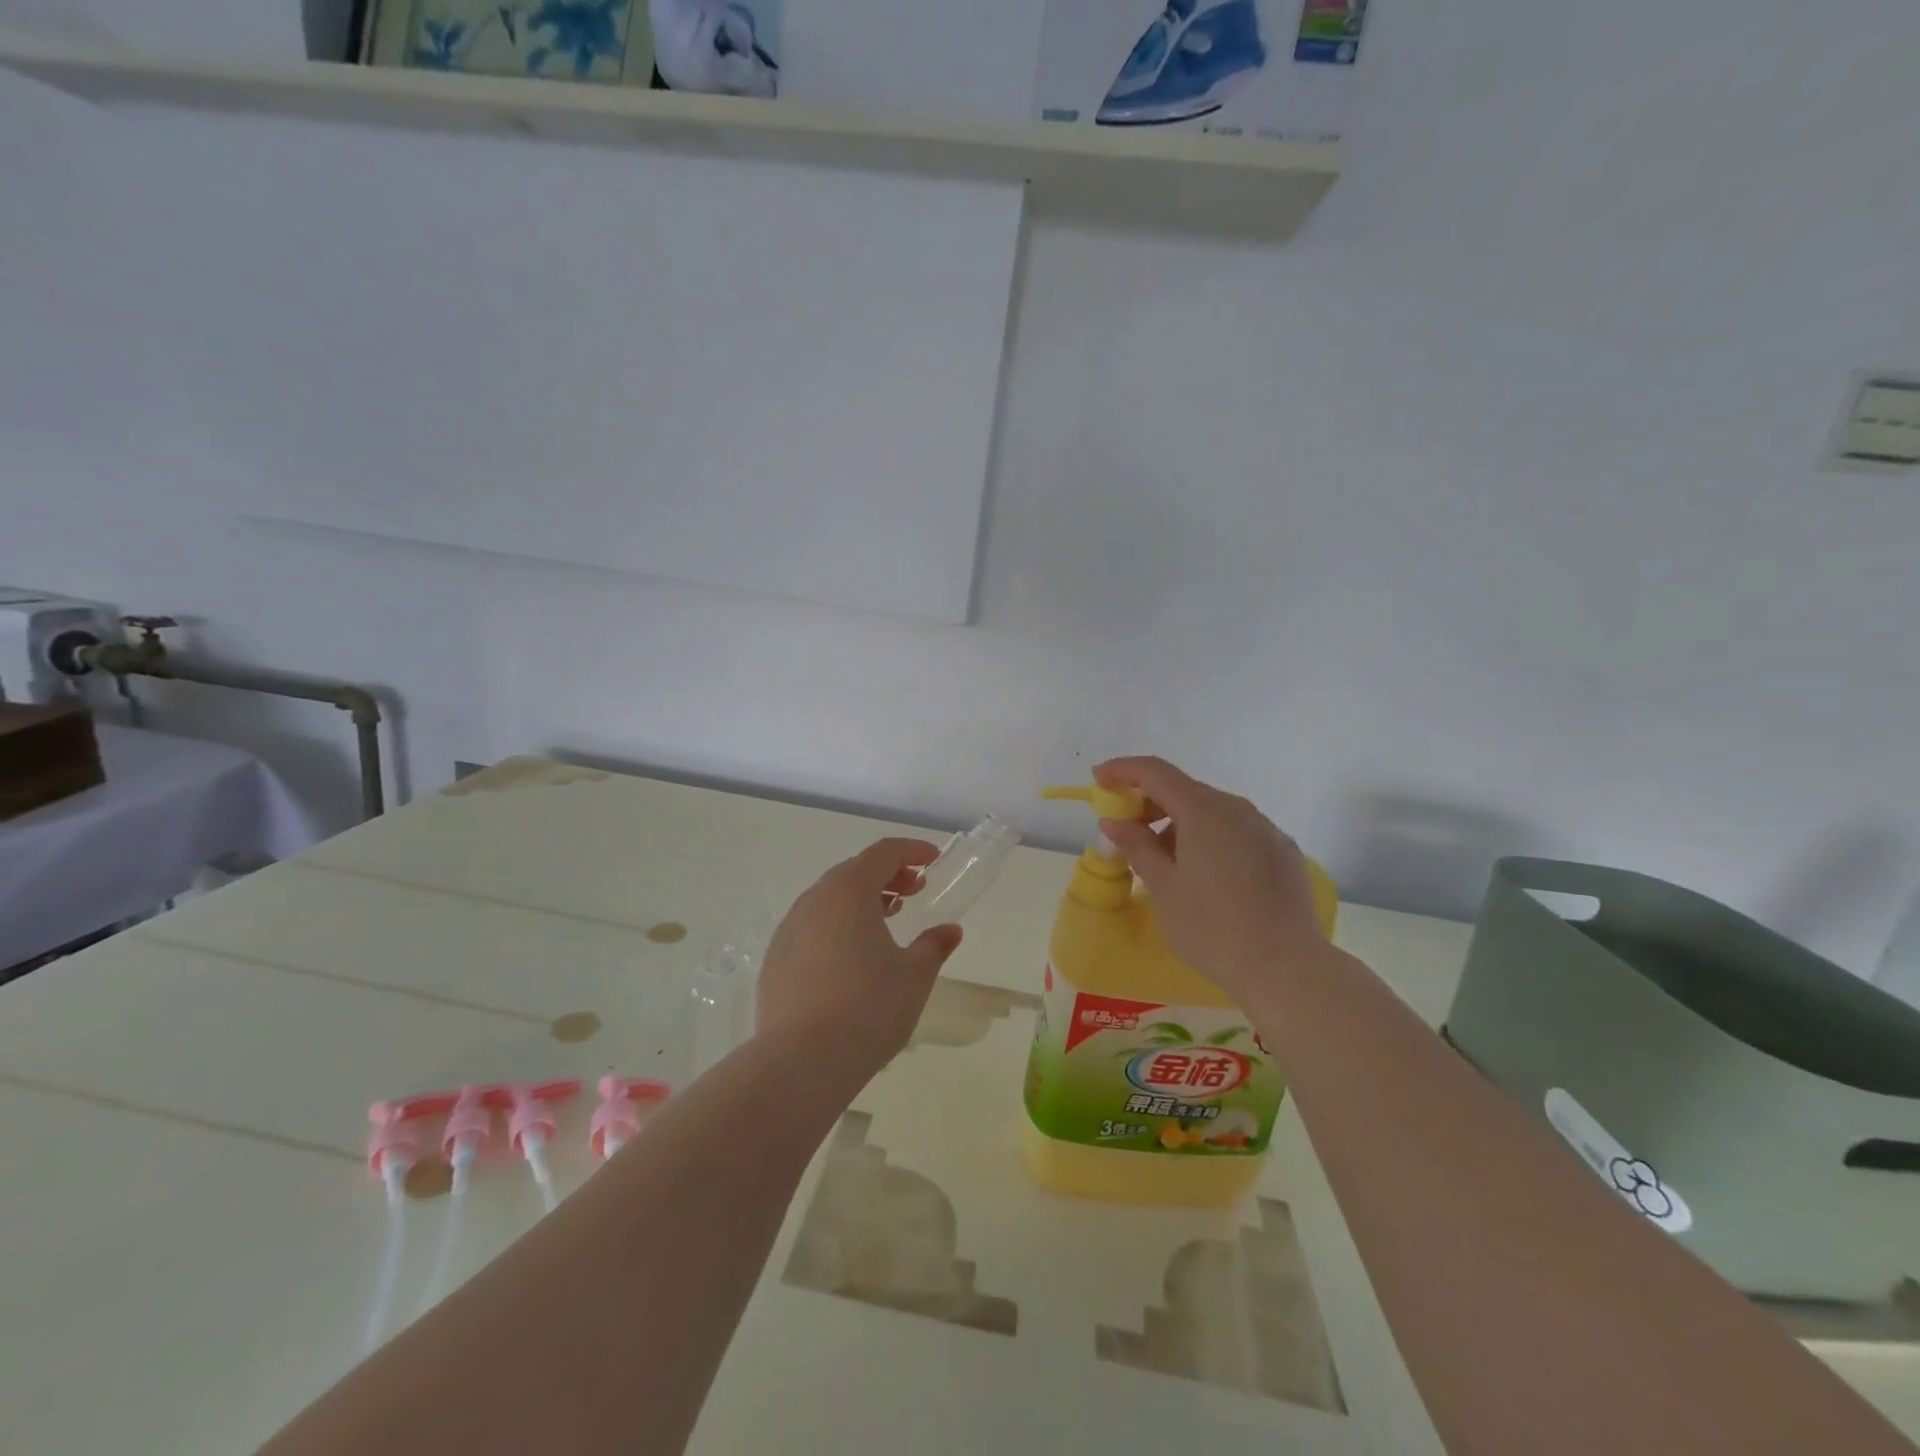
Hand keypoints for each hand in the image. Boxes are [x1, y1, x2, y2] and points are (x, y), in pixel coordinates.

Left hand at [755, 838, 963, 1075]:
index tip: (933, 862)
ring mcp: (789, 929)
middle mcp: (814, 900)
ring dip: (861, 901)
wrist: (800, 1063)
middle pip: (854, 872)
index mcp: (849, 891)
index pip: (883, 853)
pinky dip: (837, 925)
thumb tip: (949, 931)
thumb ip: (934, 946)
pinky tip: (852, 957)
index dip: (912, 851)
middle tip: (914, 892)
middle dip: (887, 875)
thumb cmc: (868, 1008)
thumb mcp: (914, 976)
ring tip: (886, 921)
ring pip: (830, 899)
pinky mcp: (775, 960)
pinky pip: (812, 926)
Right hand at [1094, 756, 1326, 1002]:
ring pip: (1213, 813)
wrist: (1287, 968)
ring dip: (1181, 825)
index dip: (1122, 770)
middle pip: (1185, 790)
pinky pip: (1237, 833)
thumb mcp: (1163, 888)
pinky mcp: (1283, 852)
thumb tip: (1114, 821)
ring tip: (1165, 863)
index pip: (1155, 772)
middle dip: (1150, 803)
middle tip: (1127, 832)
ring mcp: (1265, 829)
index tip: (1098, 779)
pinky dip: (1211, 840)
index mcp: (1203, 810)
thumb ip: (1136, 846)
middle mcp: (1237, 809)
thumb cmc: (1212, 928)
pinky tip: (1207, 877)